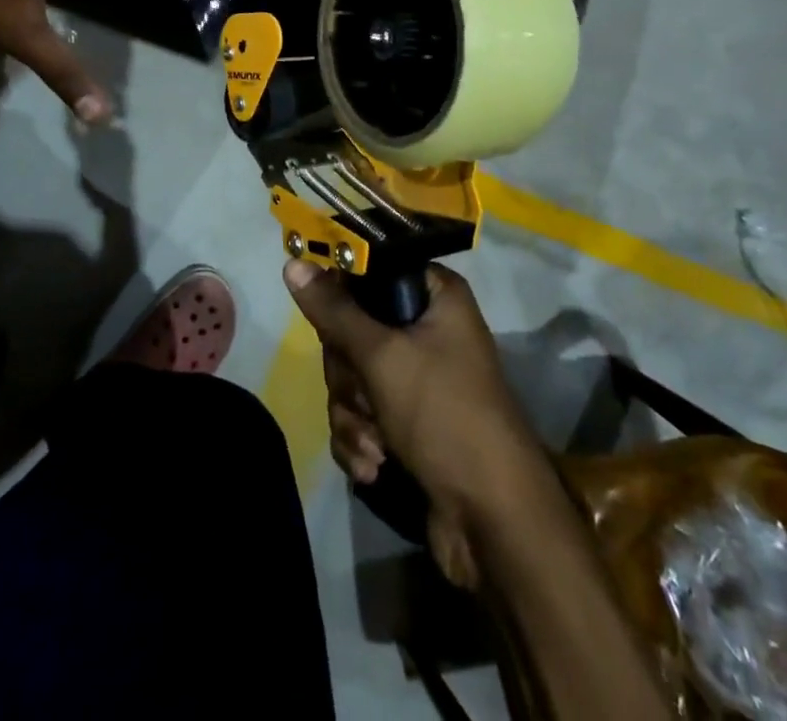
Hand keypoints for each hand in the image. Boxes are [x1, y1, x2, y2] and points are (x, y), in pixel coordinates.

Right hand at [284, 259, 549, 589]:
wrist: (494, 522)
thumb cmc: (445, 416)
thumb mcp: (383, 356)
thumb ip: (334, 311)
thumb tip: (292, 264)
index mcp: (435, 296)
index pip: (371, 271)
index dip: (343, 297)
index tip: (332, 326)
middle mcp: (427, 329)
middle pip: (352, 329)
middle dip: (349, 376)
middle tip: (366, 396)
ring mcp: (417, 378)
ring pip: (351, 377)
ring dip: (353, 415)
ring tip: (375, 446)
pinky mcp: (406, 422)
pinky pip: (361, 414)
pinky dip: (360, 440)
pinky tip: (375, 467)